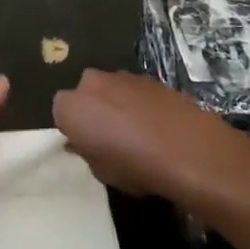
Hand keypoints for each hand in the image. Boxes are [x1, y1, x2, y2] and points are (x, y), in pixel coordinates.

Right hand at [52, 69, 247, 201]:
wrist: (188, 149)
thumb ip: (88, 152)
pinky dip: (144, 105)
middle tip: (111, 137)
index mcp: (71, 106)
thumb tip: (86, 143)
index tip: (88, 147)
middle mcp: (92, 82)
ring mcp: (124, 76)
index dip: (75, 130)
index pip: (61, 113)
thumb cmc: (135, 167)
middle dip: (95, 110)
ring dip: (120, 105)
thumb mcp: (102, 172)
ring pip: (113, 90)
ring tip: (140, 134)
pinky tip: (160, 128)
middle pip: (87, 94)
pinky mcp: (152, 78)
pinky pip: (139, 92)